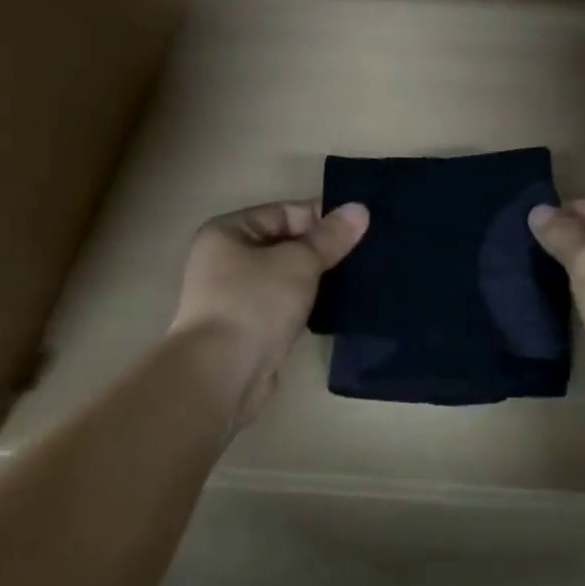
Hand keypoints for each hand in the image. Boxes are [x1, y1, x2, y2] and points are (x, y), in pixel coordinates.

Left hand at [168, 200, 368, 423]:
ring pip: (286, 276)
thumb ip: (330, 237)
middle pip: (284, 243)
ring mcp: (234, 296)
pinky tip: (336, 306)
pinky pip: (283, 304)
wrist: (220, 376)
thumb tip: (360, 209)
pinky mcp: (247, 328)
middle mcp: (225, 259)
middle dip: (321, 249)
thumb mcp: (299, 262)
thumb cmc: (254, 304)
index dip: (320, 218)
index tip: (358, 228)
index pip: (283, 212)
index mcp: (227, 232)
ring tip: (356, 277)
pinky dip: (306, 303)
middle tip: (364, 252)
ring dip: (316, 278)